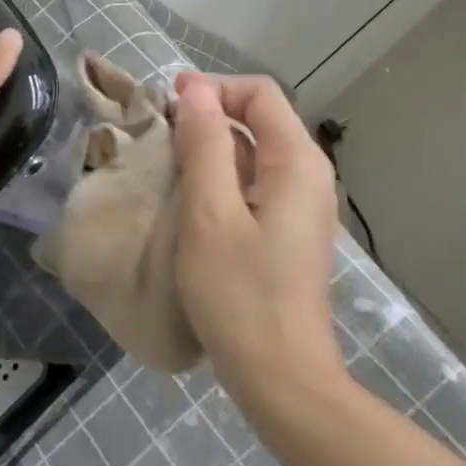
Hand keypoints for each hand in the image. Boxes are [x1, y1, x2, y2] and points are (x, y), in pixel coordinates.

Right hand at [170, 73, 343, 400]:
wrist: (281, 377)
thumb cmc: (241, 293)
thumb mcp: (210, 213)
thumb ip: (205, 144)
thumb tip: (194, 89)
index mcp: (296, 161)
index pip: (258, 93)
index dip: (211, 88)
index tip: (166, 106)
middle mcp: (308, 174)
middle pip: (258, 119)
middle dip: (207, 117)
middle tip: (158, 137)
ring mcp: (301, 205)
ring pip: (253, 153)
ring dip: (210, 149)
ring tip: (165, 166)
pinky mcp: (287, 231)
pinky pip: (253, 184)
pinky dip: (220, 178)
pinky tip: (189, 200)